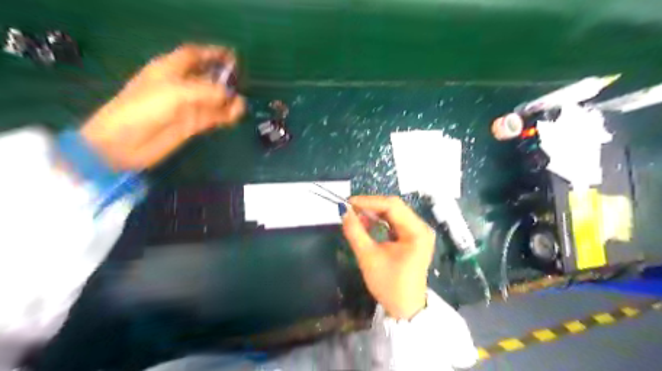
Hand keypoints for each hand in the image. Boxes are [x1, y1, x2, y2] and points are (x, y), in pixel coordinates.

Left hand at [80, 43, 244, 168]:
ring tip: (241, 104)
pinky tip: (235, 115)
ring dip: (227, 100)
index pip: (194, 55)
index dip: (212, 53)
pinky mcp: (192, 124)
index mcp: (170, 69)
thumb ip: (206, 91)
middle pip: (207, 77)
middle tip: (242, 82)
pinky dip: (225, 115)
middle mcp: (180, 86)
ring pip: (213, 99)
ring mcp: (187, 106)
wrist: (124, 142)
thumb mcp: (175, 93)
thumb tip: (231, 95)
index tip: (233, 56)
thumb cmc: (143, 109)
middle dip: (224, 78)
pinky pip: (214, 116)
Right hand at [341, 196, 434, 319]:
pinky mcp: (412, 237)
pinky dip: (379, 221)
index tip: (348, 203)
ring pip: (393, 213)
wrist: (405, 308)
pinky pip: (394, 222)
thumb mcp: (368, 257)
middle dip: (370, 206)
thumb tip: (343, 211)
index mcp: (416, 231)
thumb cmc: (389, 284)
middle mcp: (421, 227)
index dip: (369, 201)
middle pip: (394, 207)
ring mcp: (418, 232)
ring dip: (374, 213)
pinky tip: (367, 224)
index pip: (392, 205)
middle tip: (350, 209)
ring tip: (355, 217)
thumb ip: (355, 232)